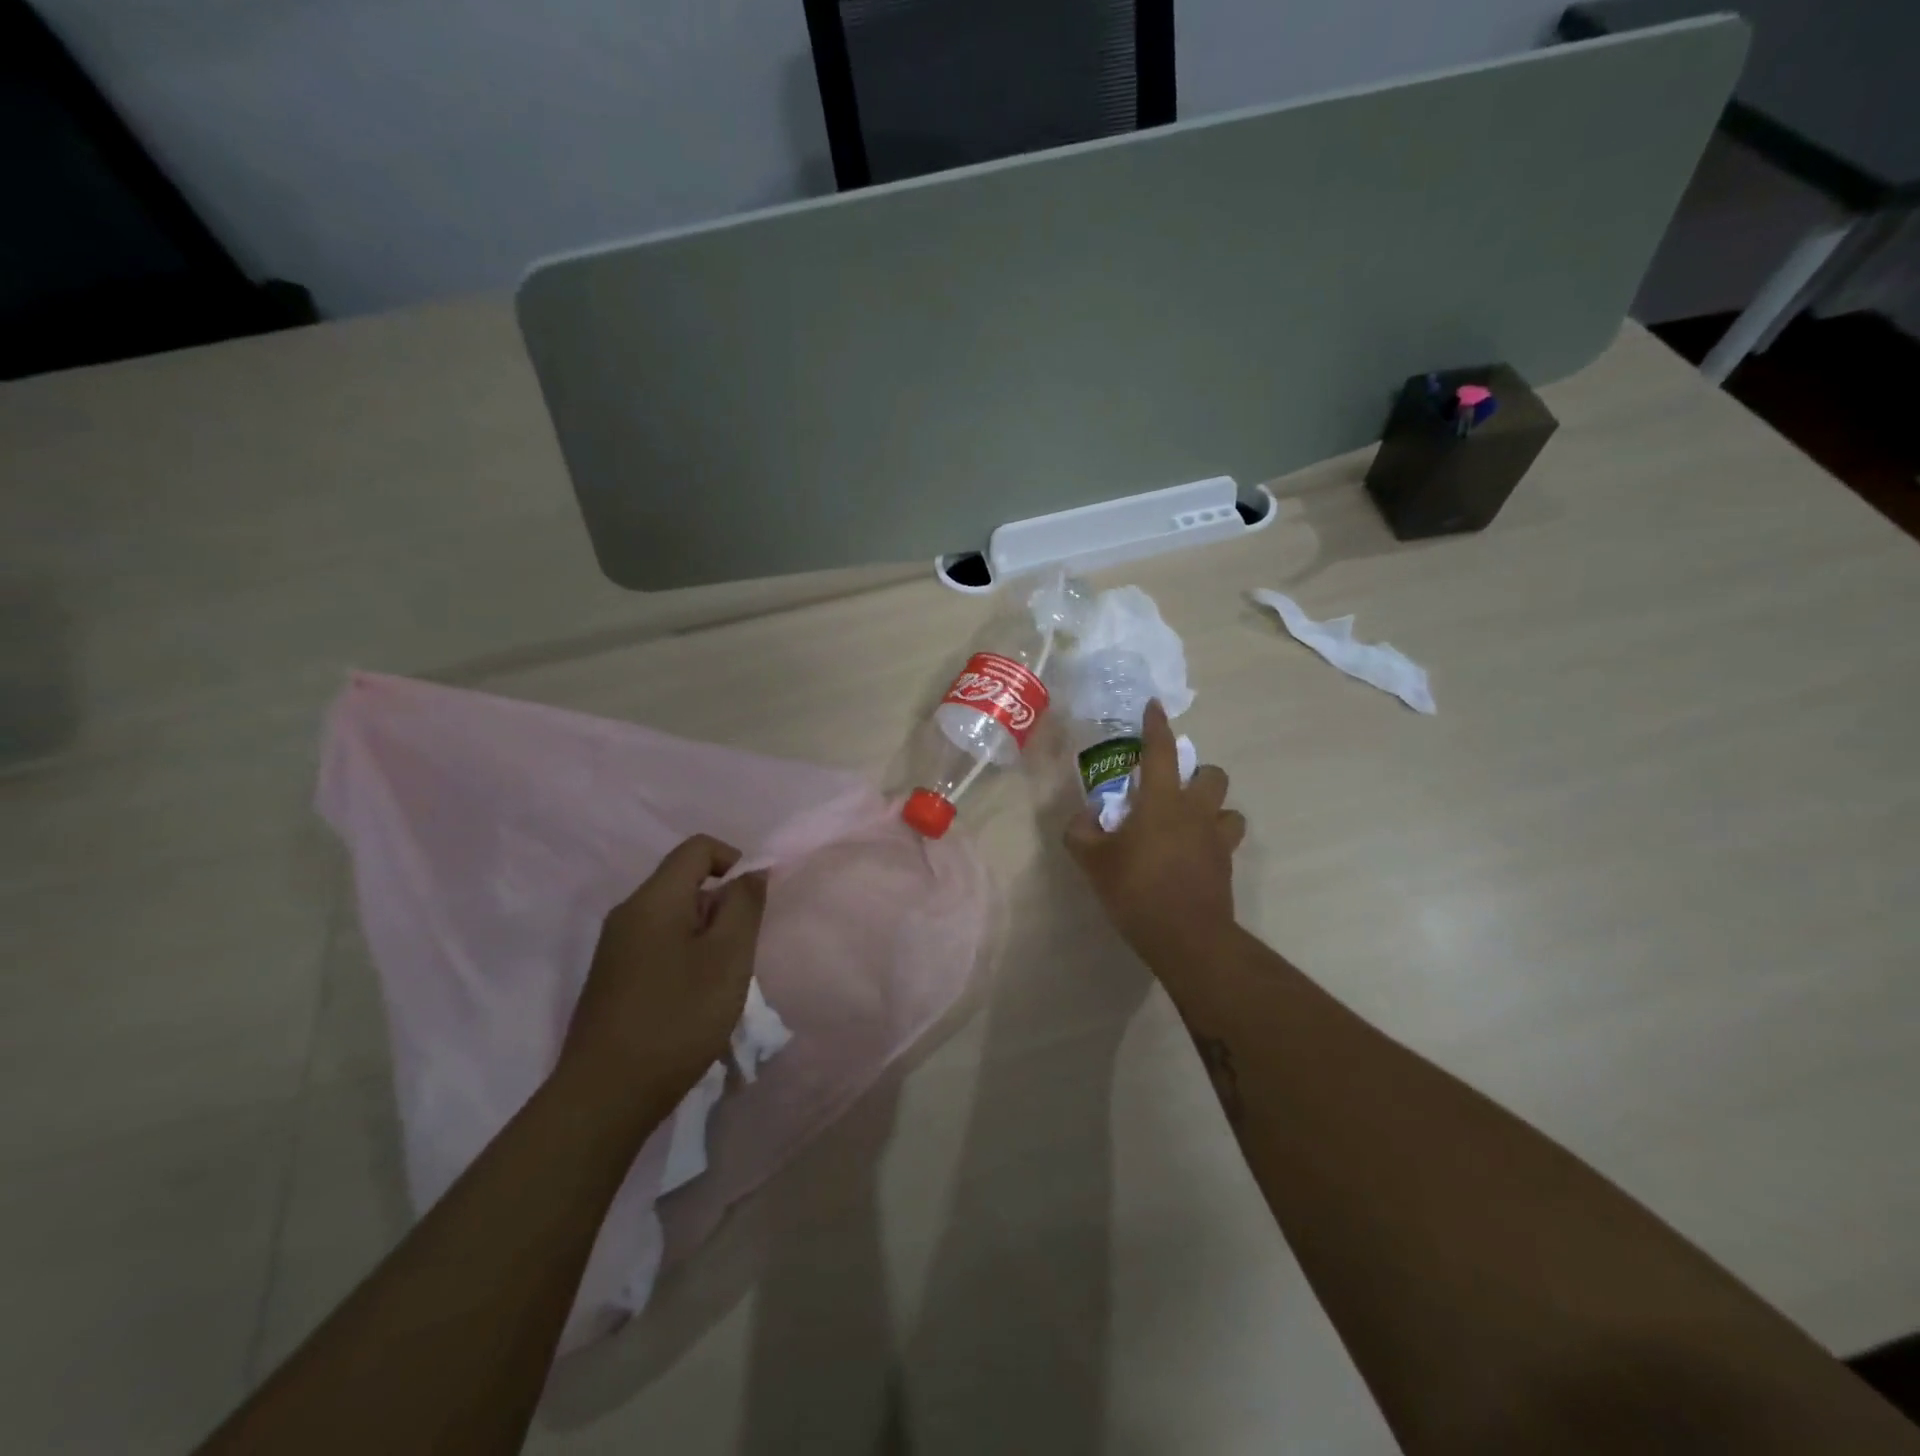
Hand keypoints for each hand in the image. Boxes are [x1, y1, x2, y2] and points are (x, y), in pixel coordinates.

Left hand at [558, 835, 767, 1122]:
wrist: (604, 1097)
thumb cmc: (677, 1018)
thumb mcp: (728, 958)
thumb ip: (744, 906)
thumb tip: (752, 872)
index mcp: (654, 900)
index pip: (698, 848)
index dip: (734, 861)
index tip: (752, 905)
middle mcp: (628, 914)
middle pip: (685, 883)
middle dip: (722, 908)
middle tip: (737, 955)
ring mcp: (615, 948)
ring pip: (674, 918)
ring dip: (706, 937)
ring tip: (717, 984)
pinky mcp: (612, 979)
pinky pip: (658, 946)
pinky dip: (685, 958)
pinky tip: (691, 1002)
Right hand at [1065, 700, 1245, 972]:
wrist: (1186, 937)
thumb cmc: (1136, 890)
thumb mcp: (1093, 861)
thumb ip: (1081, 832)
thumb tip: (1086, 816)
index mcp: (1162, 801)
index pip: (1161, 751)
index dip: (1157, 726)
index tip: (1155, 707)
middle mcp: (1196, 811)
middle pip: (1212, 774)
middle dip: (1197, 772)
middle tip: (1173, 789)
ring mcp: (1217, 839)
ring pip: (1229, 807)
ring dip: (1212, 807)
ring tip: (1190, 822)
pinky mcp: (1226, 865)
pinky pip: (1226, 840)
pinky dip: (1213, 838)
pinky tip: (1194, 853)